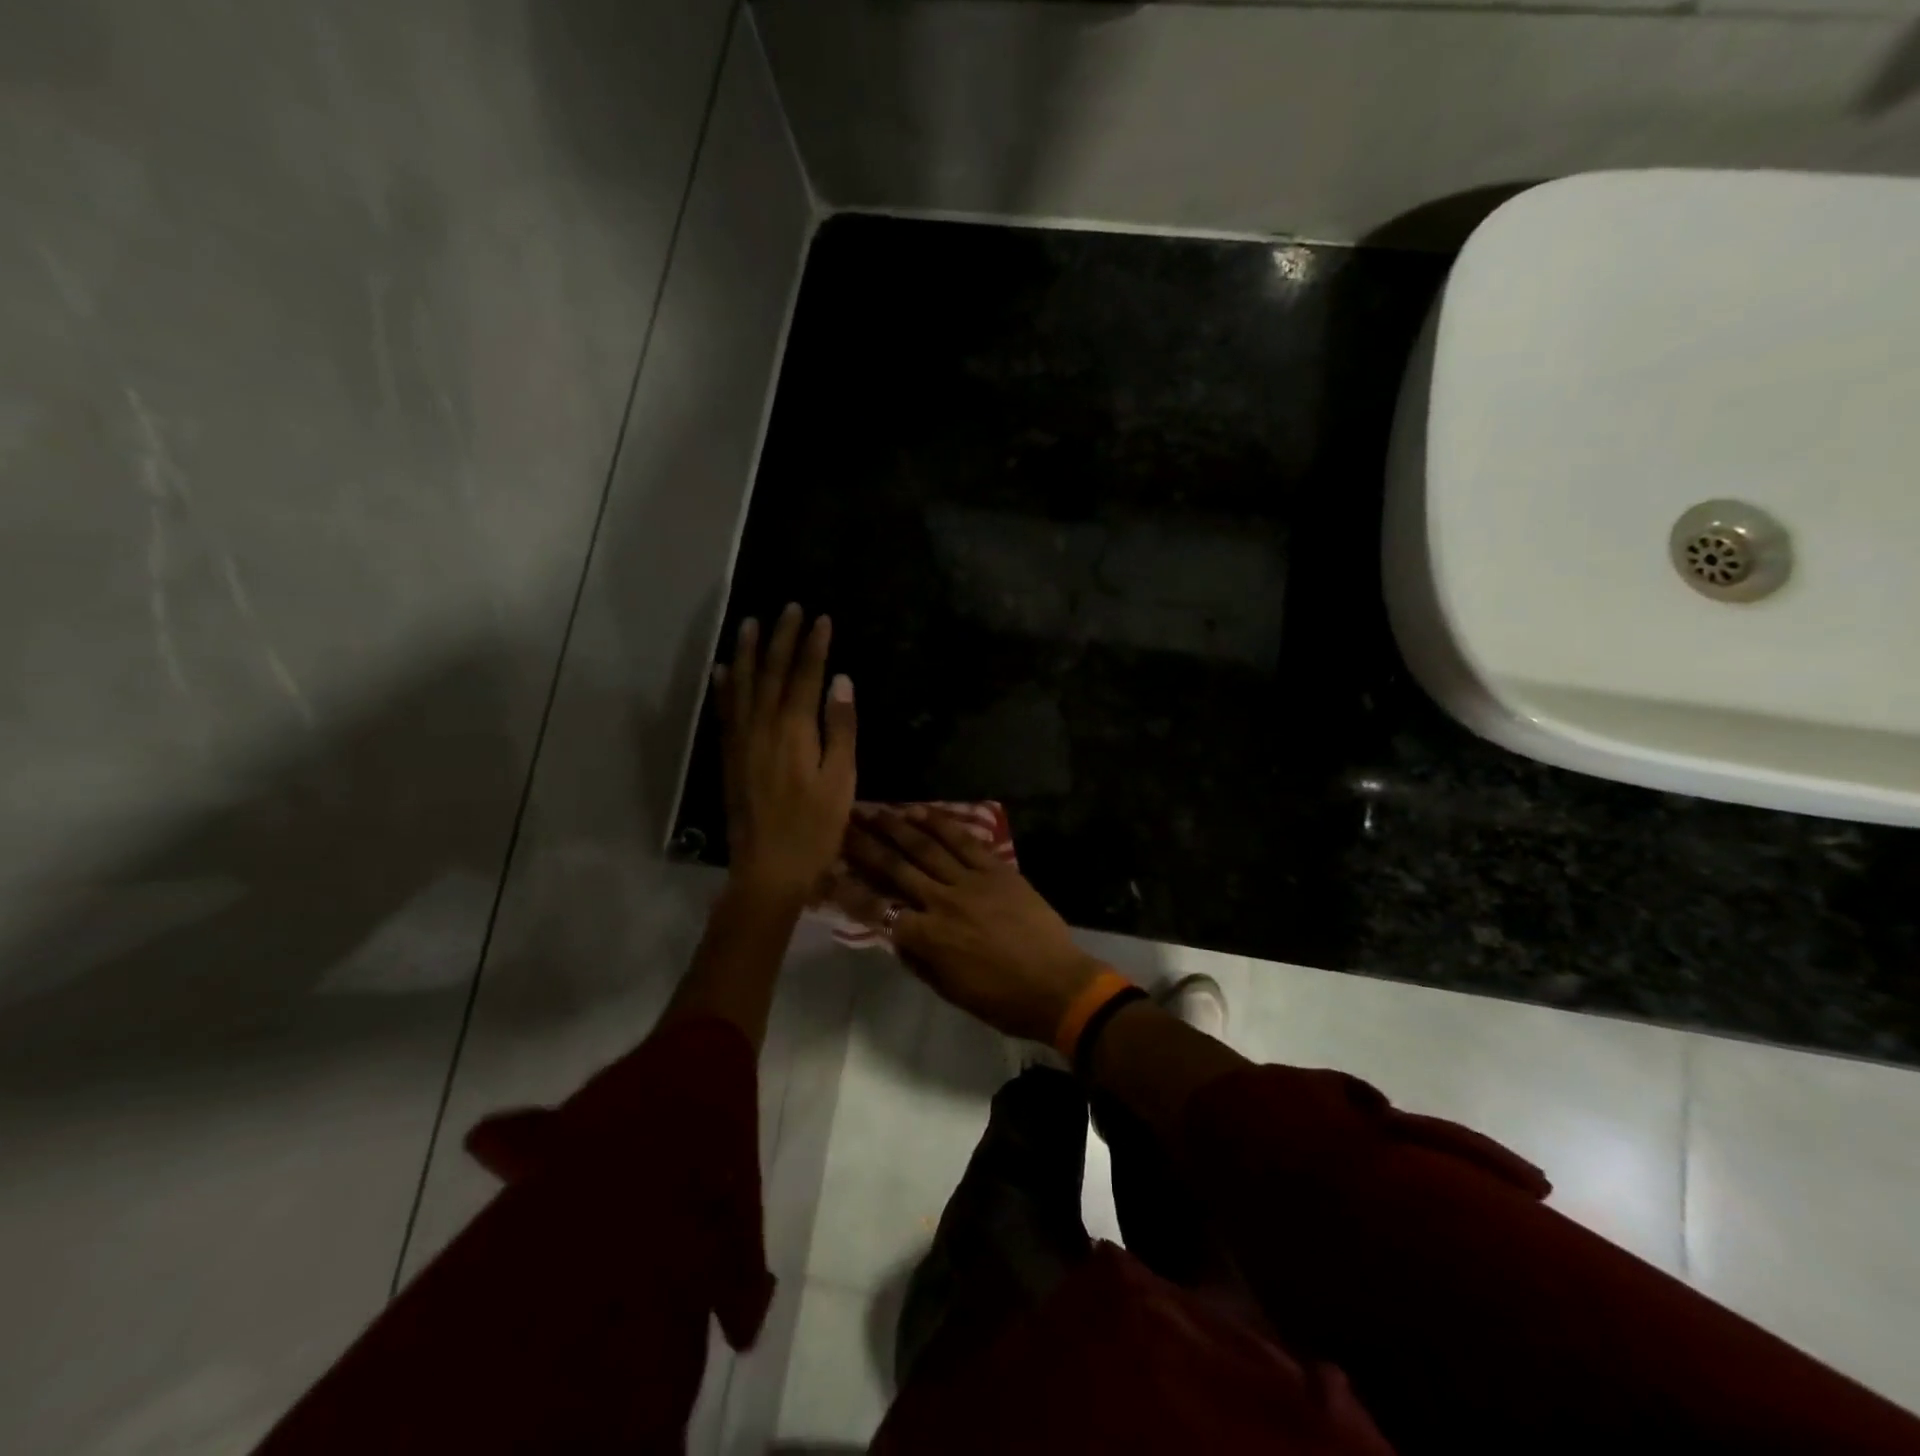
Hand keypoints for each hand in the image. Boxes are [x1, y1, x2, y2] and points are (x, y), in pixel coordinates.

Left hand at [713, 604, 856, 903]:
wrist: (768, 868)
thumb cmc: (815, 828)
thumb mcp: (841, 781)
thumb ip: (840, 729)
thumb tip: (841, 681)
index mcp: (794, 731)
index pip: (804, 676)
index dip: (813, 645)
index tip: (821, 618)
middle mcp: (762, 727)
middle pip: (771, 672)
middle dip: (781, 638)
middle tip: (789, 607)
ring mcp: (741, 741)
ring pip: (742, 686)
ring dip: (747, 652)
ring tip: (751, 623)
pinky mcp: (729, 757)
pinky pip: (725, 712)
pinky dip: (724, 687)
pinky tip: (723, 670)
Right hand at [830, 806, 1103, 1043]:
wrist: (1057, 985)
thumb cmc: (1002, 999)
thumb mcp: (950, 990)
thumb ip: (919, 960)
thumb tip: (897, 935)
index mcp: (928, 938)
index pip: (877, 908)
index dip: (848, 888)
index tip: (828, 869)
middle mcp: (942, 902)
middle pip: (896, 868)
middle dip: (865, 845)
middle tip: (843, 824)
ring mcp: (971, 882)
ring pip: (926, 847)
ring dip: (897, 826)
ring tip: (874, 810)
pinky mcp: (996, 870)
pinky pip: (964, 841)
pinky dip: (941, 824)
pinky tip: (921, 811)